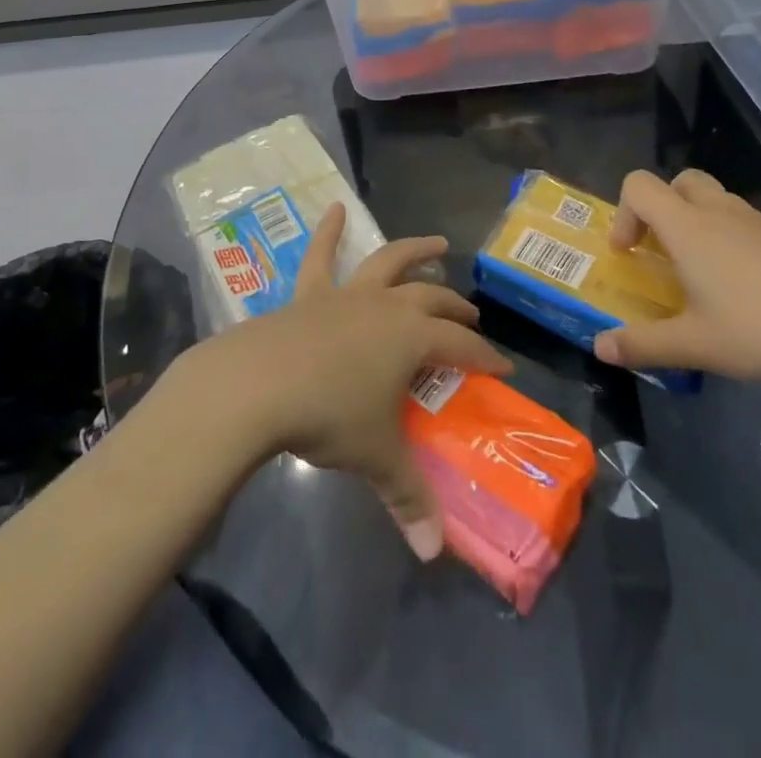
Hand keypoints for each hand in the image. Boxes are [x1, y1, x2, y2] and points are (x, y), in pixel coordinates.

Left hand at [178, 204, 510, 559]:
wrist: (257, 383)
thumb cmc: (327, 415)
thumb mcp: (374, 456)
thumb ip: (406, 497)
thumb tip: (432, 552)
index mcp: (410, 338)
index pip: (460, 345)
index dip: (485, 355)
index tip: (503, 365)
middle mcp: (385, 306)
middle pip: (431, 298)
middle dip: (455, 307)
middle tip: (470, 315)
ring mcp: (346, 294)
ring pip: (388, 262)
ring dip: (414, 250)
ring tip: (437, 243)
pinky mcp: (308, 294)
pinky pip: (319, 255)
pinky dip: (328, 230)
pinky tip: (335, 207)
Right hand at [592, 169, 760, 387]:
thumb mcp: (694, 345)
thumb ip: (642, 344)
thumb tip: (600, 347)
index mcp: (688, 226)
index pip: (639, 185)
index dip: (623, 212)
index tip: (629, 253)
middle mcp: (718, 210)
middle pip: (678, 181)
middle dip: (660, 208)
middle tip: (662, 252)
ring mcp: (757, 220)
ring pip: (713, 199)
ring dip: (695, 223)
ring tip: (701, 276)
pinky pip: (742, 221)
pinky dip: (728, 238)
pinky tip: (743, 288)